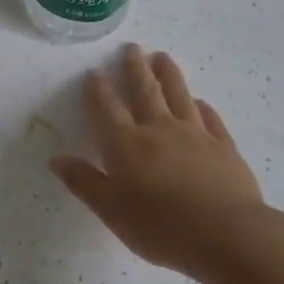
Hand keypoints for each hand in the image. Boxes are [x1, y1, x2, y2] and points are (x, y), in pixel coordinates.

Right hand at [51, 45, 273, 278]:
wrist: (226, 235)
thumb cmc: (160, 226)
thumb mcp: (111, 210)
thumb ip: (84, 182)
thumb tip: (57, 159)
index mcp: (126, 144)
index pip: (107, 109)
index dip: (99, 90)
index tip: (95, 72)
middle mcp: (159, 130)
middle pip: (145, 91)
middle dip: (135, 69)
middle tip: (132, 48)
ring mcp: (195, 135)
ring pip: (179, 95)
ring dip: (169, 75)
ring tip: (162, 57)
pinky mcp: (224, 147)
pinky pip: (210, 119)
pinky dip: (202, 107)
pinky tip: (200, 102)